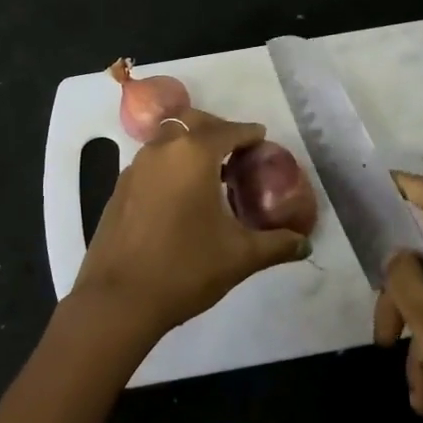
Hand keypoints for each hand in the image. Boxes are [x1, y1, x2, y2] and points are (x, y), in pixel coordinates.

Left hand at [69, 109, 309, 344]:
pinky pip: (152, 163)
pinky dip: (171, 165)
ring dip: (191, 147)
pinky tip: (181, 196)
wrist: (118, 299)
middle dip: (218, 131)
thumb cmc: (185, 268)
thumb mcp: (240, 257)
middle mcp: (162, 150)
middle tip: (237, 152)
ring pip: (168, 141)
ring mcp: (135, 167)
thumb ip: (276, 244)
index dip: (249, 133)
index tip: (262, 140)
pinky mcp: (119, 188)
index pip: (229, 130)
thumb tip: (304, 244)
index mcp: (193, 155)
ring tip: (212, 174)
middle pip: (194, 124)